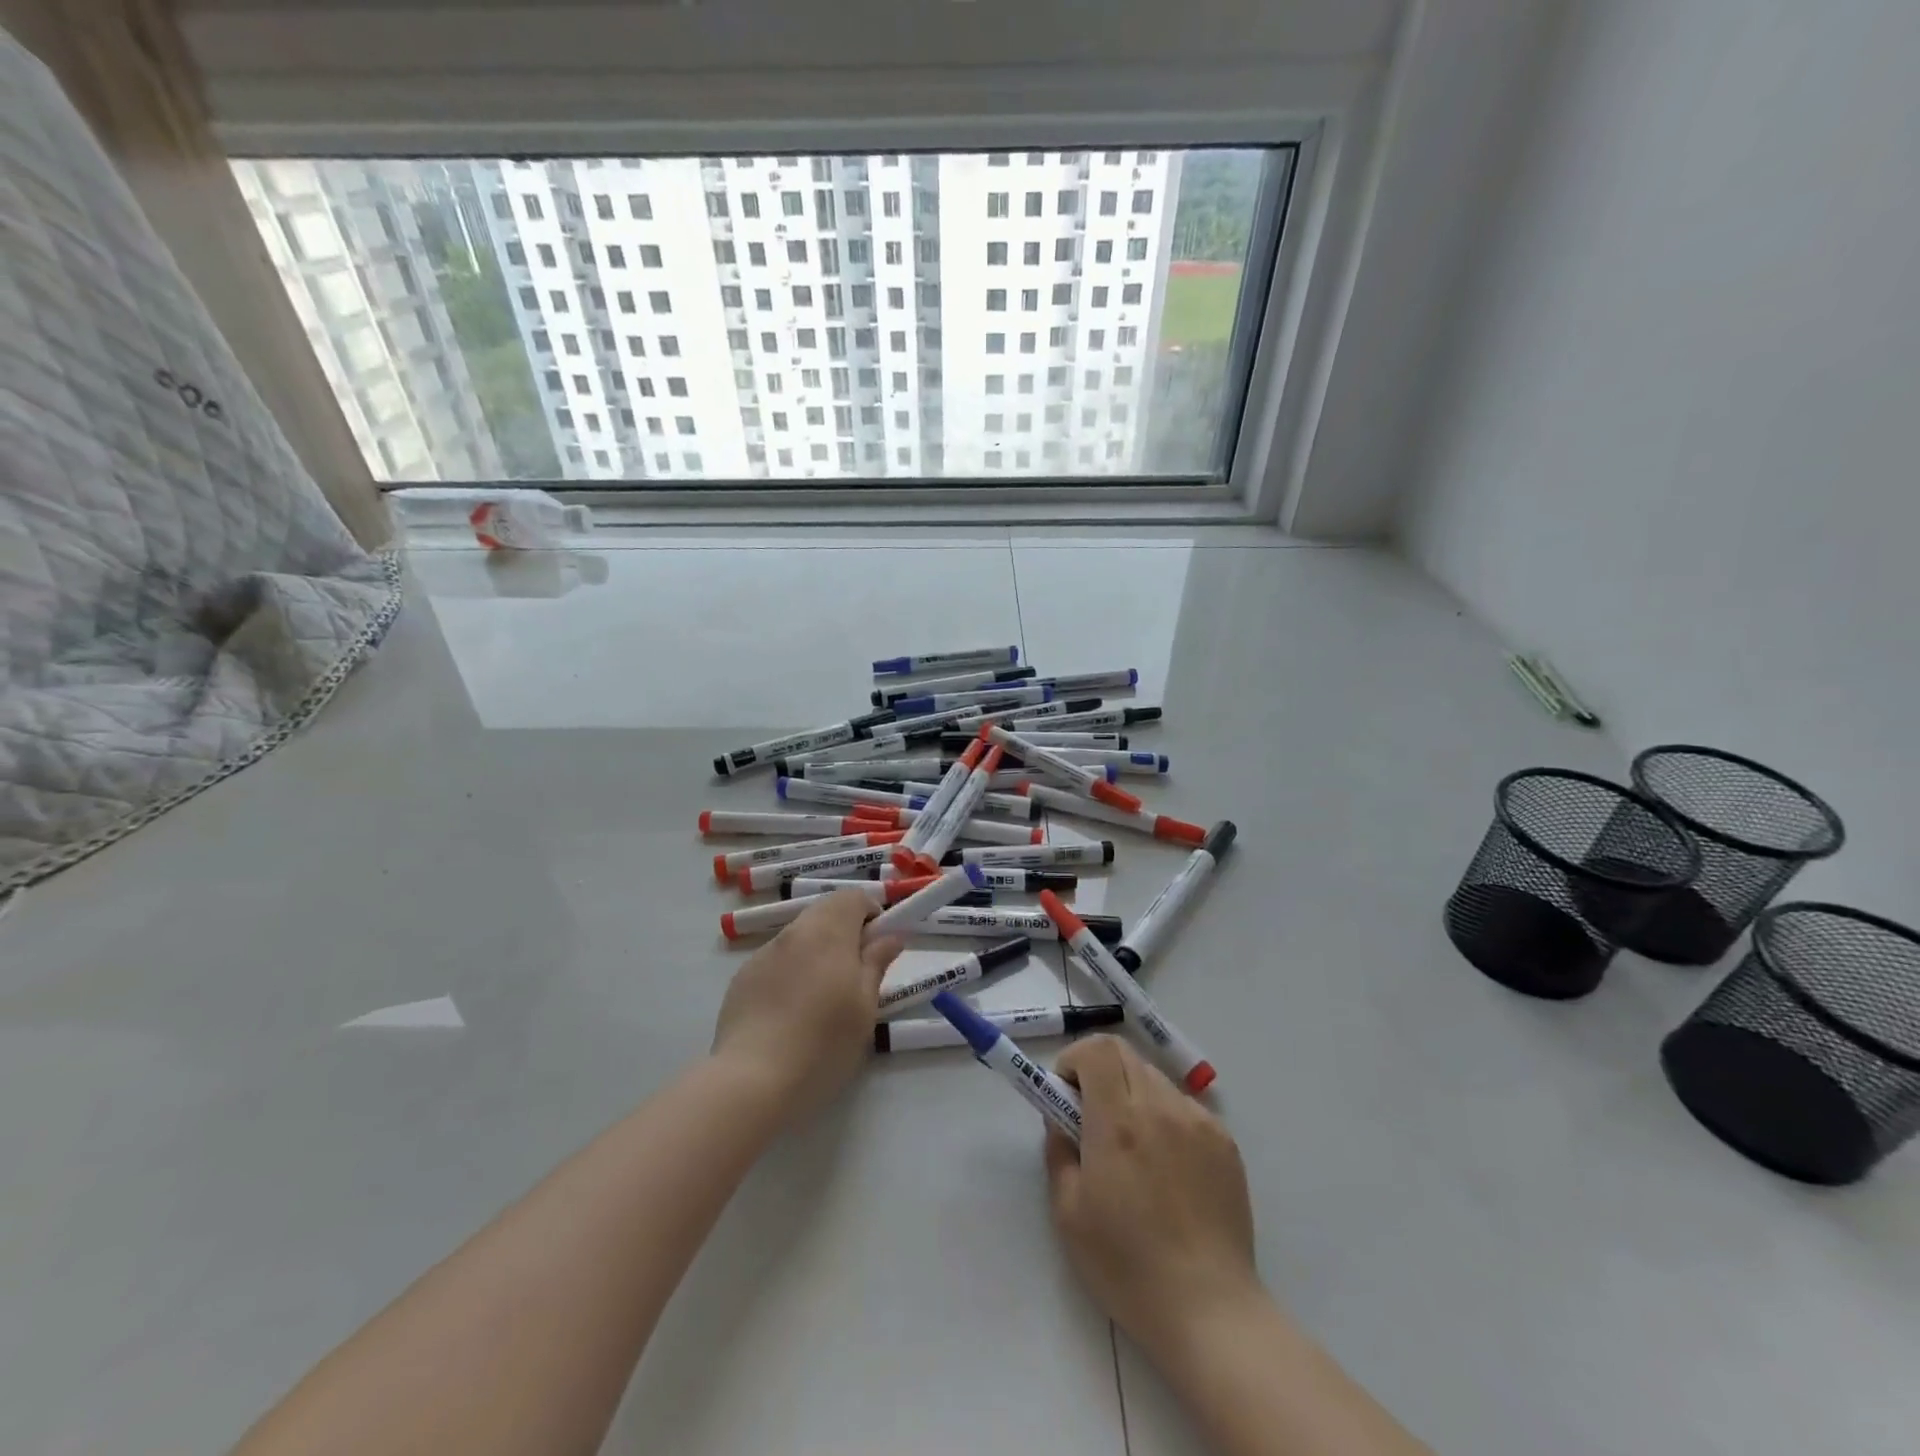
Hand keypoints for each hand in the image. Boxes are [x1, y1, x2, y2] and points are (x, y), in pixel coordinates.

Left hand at [711, 890, 904, 1122]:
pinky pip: (776, 960)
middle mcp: (794, 933)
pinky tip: (790, 1012)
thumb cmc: (823, 1044)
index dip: (870, 913)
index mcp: (828, 932)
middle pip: (824, 912)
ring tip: (822, 998)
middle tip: (855, 973)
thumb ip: (876, 964)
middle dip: (844, 931)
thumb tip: (890, 936)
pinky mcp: (742, 978)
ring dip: (817, 951)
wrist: (752, 1081)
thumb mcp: (864, 1007)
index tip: (878, 945)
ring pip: (799, 936)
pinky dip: (791, 971)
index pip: (852, 897)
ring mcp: (763, 954)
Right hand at [1045, 1035, 1260, 1358]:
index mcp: (1117, 1122)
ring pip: (1154, 1078)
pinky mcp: (1224, 1141)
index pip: (1097, 1049)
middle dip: (1099, 1071)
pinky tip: (1166, 1166)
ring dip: (1132, 1092)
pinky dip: (1164, 1116)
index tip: (1065, 1092)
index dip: (1074, 1059)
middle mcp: (1160, 1108)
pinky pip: (1184, 1106)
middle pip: (1124, 1054)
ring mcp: (1198, 1121)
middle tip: (1091, 1115)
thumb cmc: (1126, 1265)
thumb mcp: (1068, 1212)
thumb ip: (1058, 1150)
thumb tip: (1060, 1118)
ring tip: (1131, 1145)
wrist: (1208, 1310)